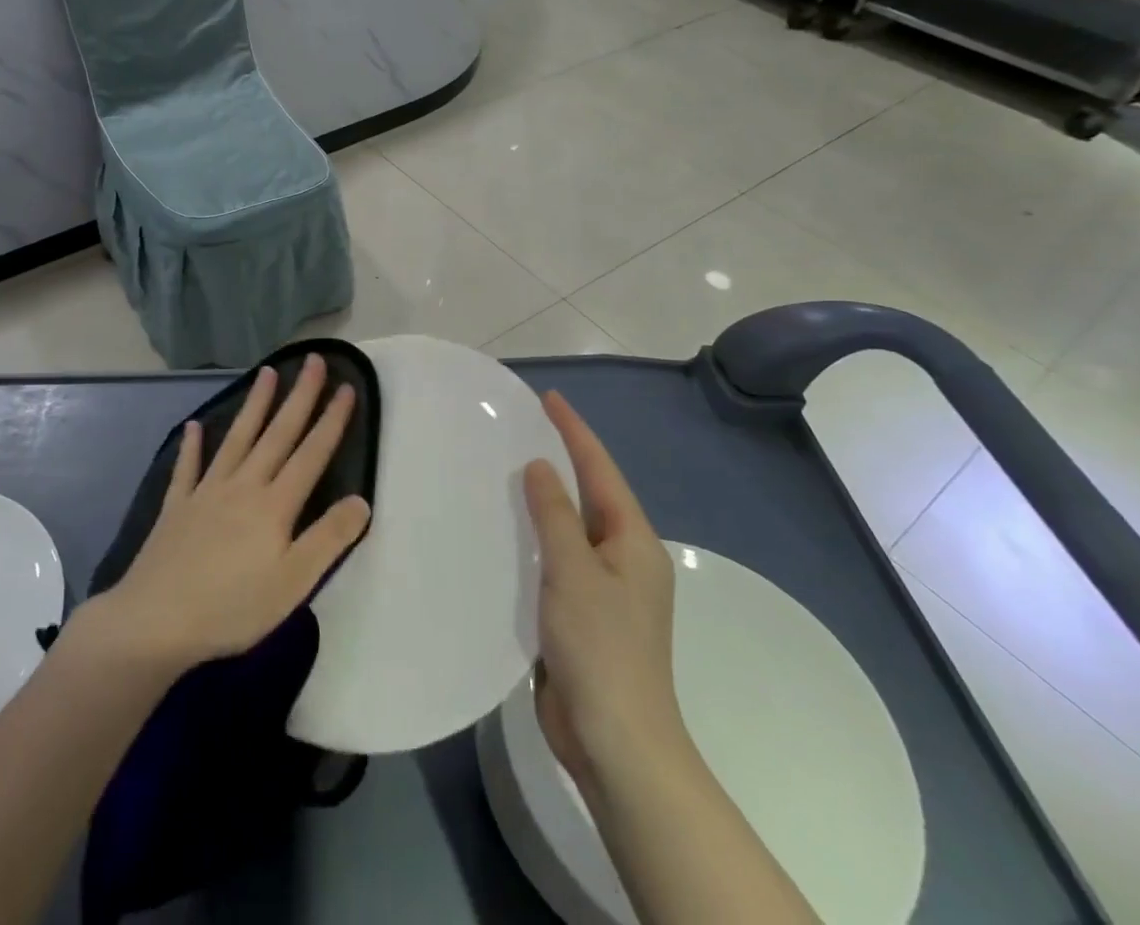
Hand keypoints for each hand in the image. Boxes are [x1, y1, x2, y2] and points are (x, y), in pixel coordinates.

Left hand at [93, 355, 371, 675]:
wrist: (154, 622)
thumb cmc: (231, 608)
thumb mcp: (293, 583)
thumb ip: (329, 539)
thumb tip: (362, 500)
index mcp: (274, 505)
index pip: (311, 453)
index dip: (332, 420)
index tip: (347, 387)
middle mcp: (243, 486)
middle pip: (277, 433)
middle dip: (299, 396)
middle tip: (313, 360)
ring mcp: (206, 492)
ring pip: (237, 438)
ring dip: (254, 404)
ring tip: (267, 372)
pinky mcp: (177, 507)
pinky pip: (187, 468)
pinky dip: (191, 446)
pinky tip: (194, 426)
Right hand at [523, 391, 682, 788]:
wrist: (616, 741)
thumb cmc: (601, 647)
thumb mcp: (574, 570)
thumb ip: (555, 514)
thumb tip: (539, 466)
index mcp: (633, 542)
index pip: (600, 470)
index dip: (574, 432)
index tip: (549, 398)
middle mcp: (623, 559)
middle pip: (590, 495)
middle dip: (561, 460)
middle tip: (522, 428)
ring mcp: (604, 589)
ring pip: (570, 528)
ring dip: (544, 499)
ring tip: (506, 470)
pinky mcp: (581, 615)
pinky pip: (556, 560)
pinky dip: (535, 538)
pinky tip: (506, 531)